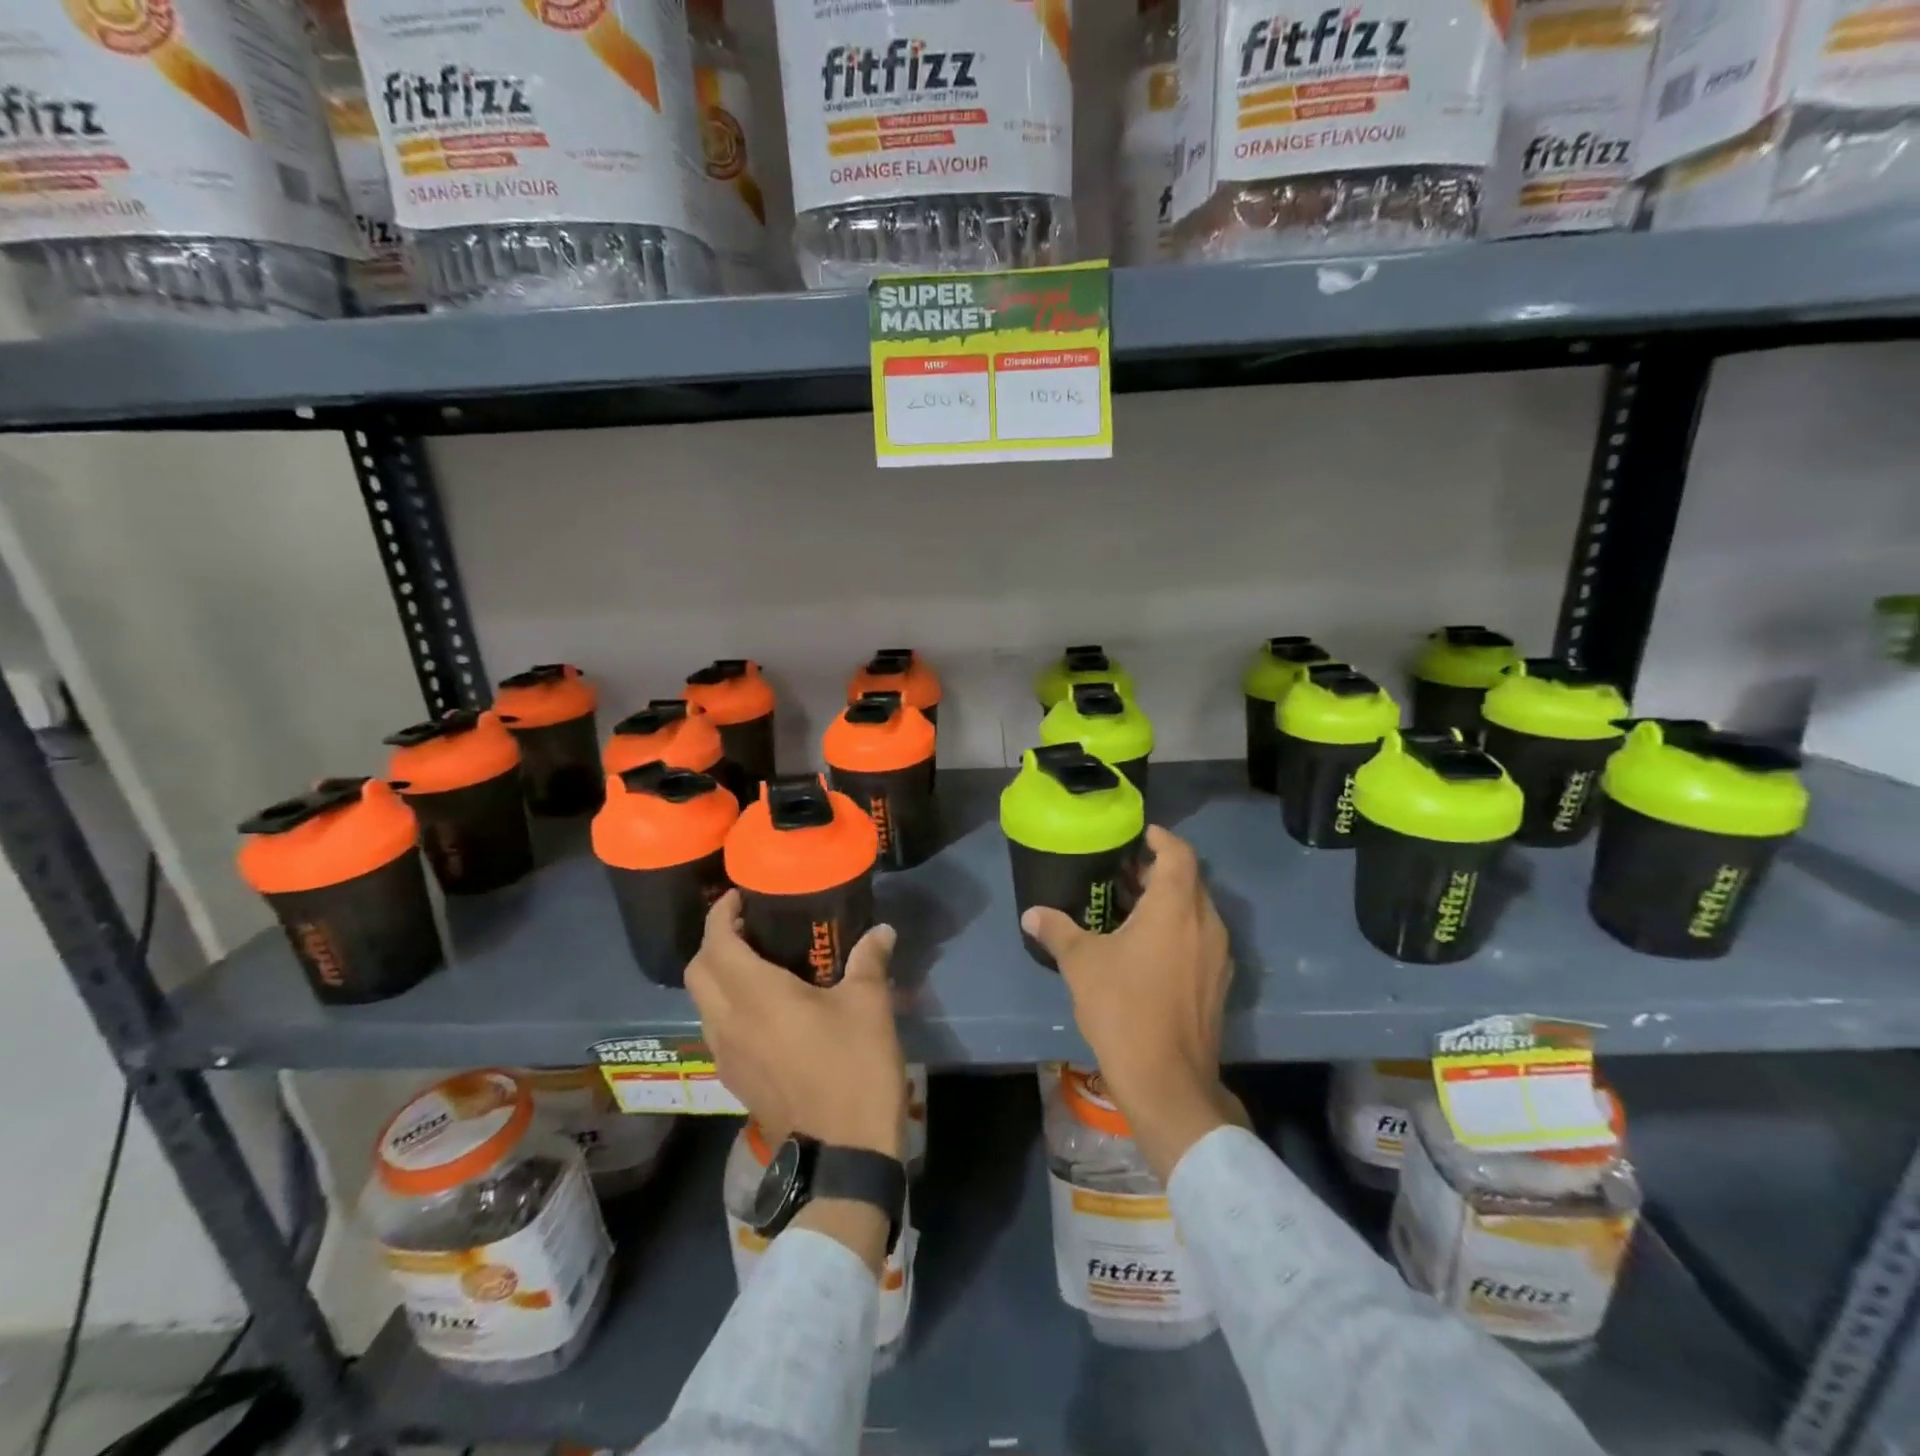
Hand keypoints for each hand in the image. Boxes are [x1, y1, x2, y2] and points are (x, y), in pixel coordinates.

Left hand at [686, 890, 906, 1160]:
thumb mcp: (869, 1004)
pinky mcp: (734, 1080)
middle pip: (698, 971)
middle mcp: (728, 1022)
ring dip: (718, 976)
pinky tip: (764, 1009)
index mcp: (756, 996)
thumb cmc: (854, 1066)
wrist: (843, 1152)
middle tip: (748, 927)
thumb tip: (882, 930)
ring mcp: (726, 1056)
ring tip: (756, 963)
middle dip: (714, 942)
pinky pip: (716, 1029)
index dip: (721, 915)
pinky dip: (727, 1006)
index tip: (740, 898)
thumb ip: (869, 960)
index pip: (716, 943)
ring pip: (703, 1003)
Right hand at [1022, 826, 1242, 1180]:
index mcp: (1176, 907)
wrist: (1167, 1081)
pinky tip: (1147, 948)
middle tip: (1123, 873)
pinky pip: (1200, 938)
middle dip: (1159, 871)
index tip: (1138, 836)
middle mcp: (1205, 923)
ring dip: (1169, 902)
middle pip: (1189, 880)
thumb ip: (1057, 930)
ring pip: (1196, 911)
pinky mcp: (1218, 983)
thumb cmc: (1123, 1008)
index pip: (1179, 853)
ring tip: (1131, 908)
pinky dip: (1178, 929)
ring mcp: (1217, 955)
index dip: (1160, 838)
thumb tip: (1032, 913)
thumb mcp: (1082, 963)